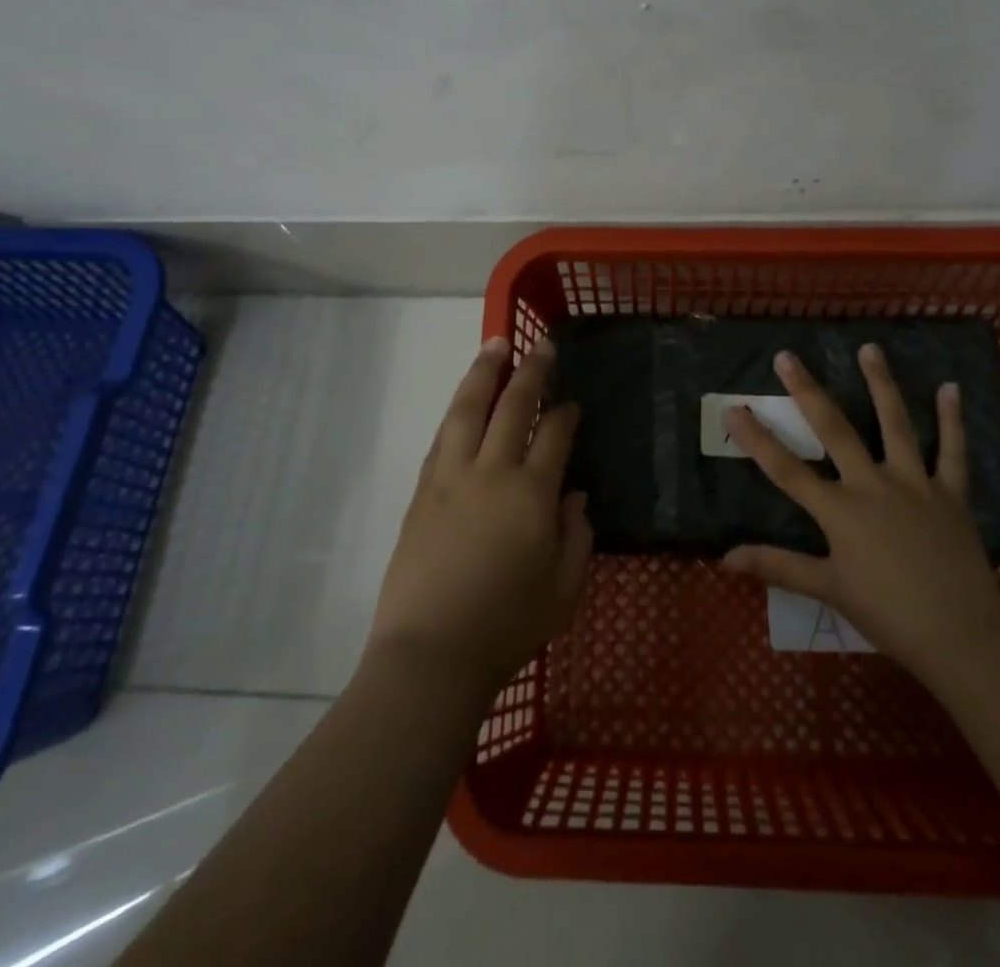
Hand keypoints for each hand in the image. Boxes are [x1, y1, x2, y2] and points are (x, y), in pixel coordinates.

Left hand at [368, 337, 591, 694]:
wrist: (430, 653)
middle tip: (540, 346)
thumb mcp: (564, 591)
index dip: (566, 413)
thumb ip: (577, 538)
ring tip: (493, 346)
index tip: (573, 402)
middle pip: (512, 407)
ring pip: (467, 410)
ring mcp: (450, 478)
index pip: (554, 434)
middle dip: (530, 371)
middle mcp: (490, 473)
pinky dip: (456, 411)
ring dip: (483, 374)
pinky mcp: (421, 492)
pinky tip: (463, 403)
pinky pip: (442, 437)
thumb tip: (574, 498)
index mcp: (531, 494)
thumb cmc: (507, 627)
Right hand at [722, 345, 999, 681]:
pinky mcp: (950, 493)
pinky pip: (952, 451)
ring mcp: (915, 484)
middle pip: (834, 429)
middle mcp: (873, 485)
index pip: (786, 468)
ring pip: (895, 424)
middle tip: (788, 357)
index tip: (733, 409)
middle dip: (807, 391)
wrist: (961, 637)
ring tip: (869, 348)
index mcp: (840, 511)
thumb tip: (725, 558)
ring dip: (881, 384)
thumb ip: (778, 566)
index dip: (756, 438)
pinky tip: (950, 388)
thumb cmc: (888, 615)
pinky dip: (952, 419)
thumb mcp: (829, 590)